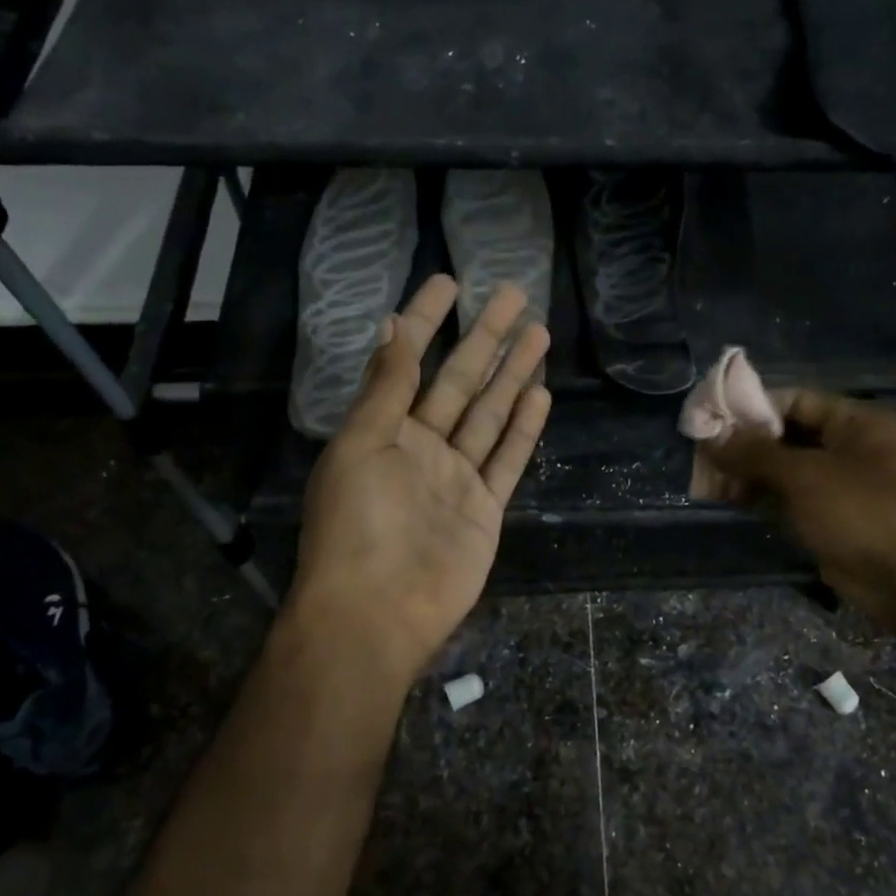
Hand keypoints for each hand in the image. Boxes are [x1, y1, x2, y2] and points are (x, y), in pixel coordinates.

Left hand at [286, 275, 551, 685]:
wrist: (377, 612)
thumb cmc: (356, 525)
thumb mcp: (361, 445)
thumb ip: (386, 388)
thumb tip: (392, 325)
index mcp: (383, 429)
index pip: (409, 361)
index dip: (427, 321)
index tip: (449, 283)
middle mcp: (422, 447)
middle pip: (462, 381)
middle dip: (486, 337)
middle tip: (515, 294)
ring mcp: (457, 478)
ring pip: (491, 414)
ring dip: (513, 374)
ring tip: (538, 333)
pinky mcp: (485, 509)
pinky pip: (508, 459)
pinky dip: (524, 429)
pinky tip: (539, 394)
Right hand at [703, 391, 895, 617]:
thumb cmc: (861, 513)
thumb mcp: (804, 475)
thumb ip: (755, 453)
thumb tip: (710, 436)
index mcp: (856, 422)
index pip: (795, 400)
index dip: (752, 407)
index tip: (711, 419)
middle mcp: (849, 446)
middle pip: (785, 435)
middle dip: (743, 445)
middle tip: (702, 456)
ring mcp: (839, 483)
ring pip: (783, 469)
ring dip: (746, 473)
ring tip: (706, 481)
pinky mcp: (828, 516)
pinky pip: (787, 497)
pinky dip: (759, 496)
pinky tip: (726, 500)